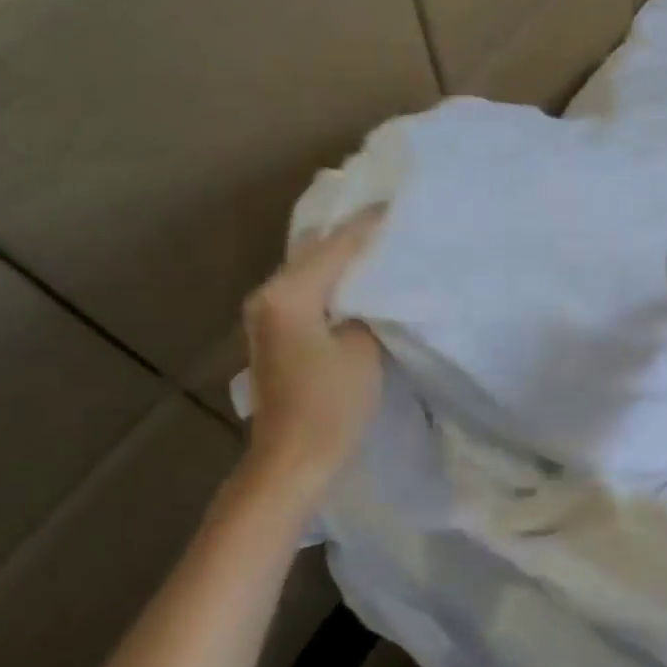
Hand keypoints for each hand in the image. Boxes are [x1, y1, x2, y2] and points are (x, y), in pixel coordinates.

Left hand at [240, 210, 383, 489]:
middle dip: (354, 237)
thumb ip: (368, 308)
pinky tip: (359, 284)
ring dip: (342, 261)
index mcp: (289, 293)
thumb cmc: (331, 406)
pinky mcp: (274, 334)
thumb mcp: (363, 350)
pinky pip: (306, 292)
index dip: (370, 225)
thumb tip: (371, 291)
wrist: (292, 461)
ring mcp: (266, 315)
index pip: (337, 245)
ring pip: (310, 271)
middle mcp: (269, 295)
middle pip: (317, 252)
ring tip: (380, 248)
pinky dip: (332, 284)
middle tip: (393, 225)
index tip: (400, 206)